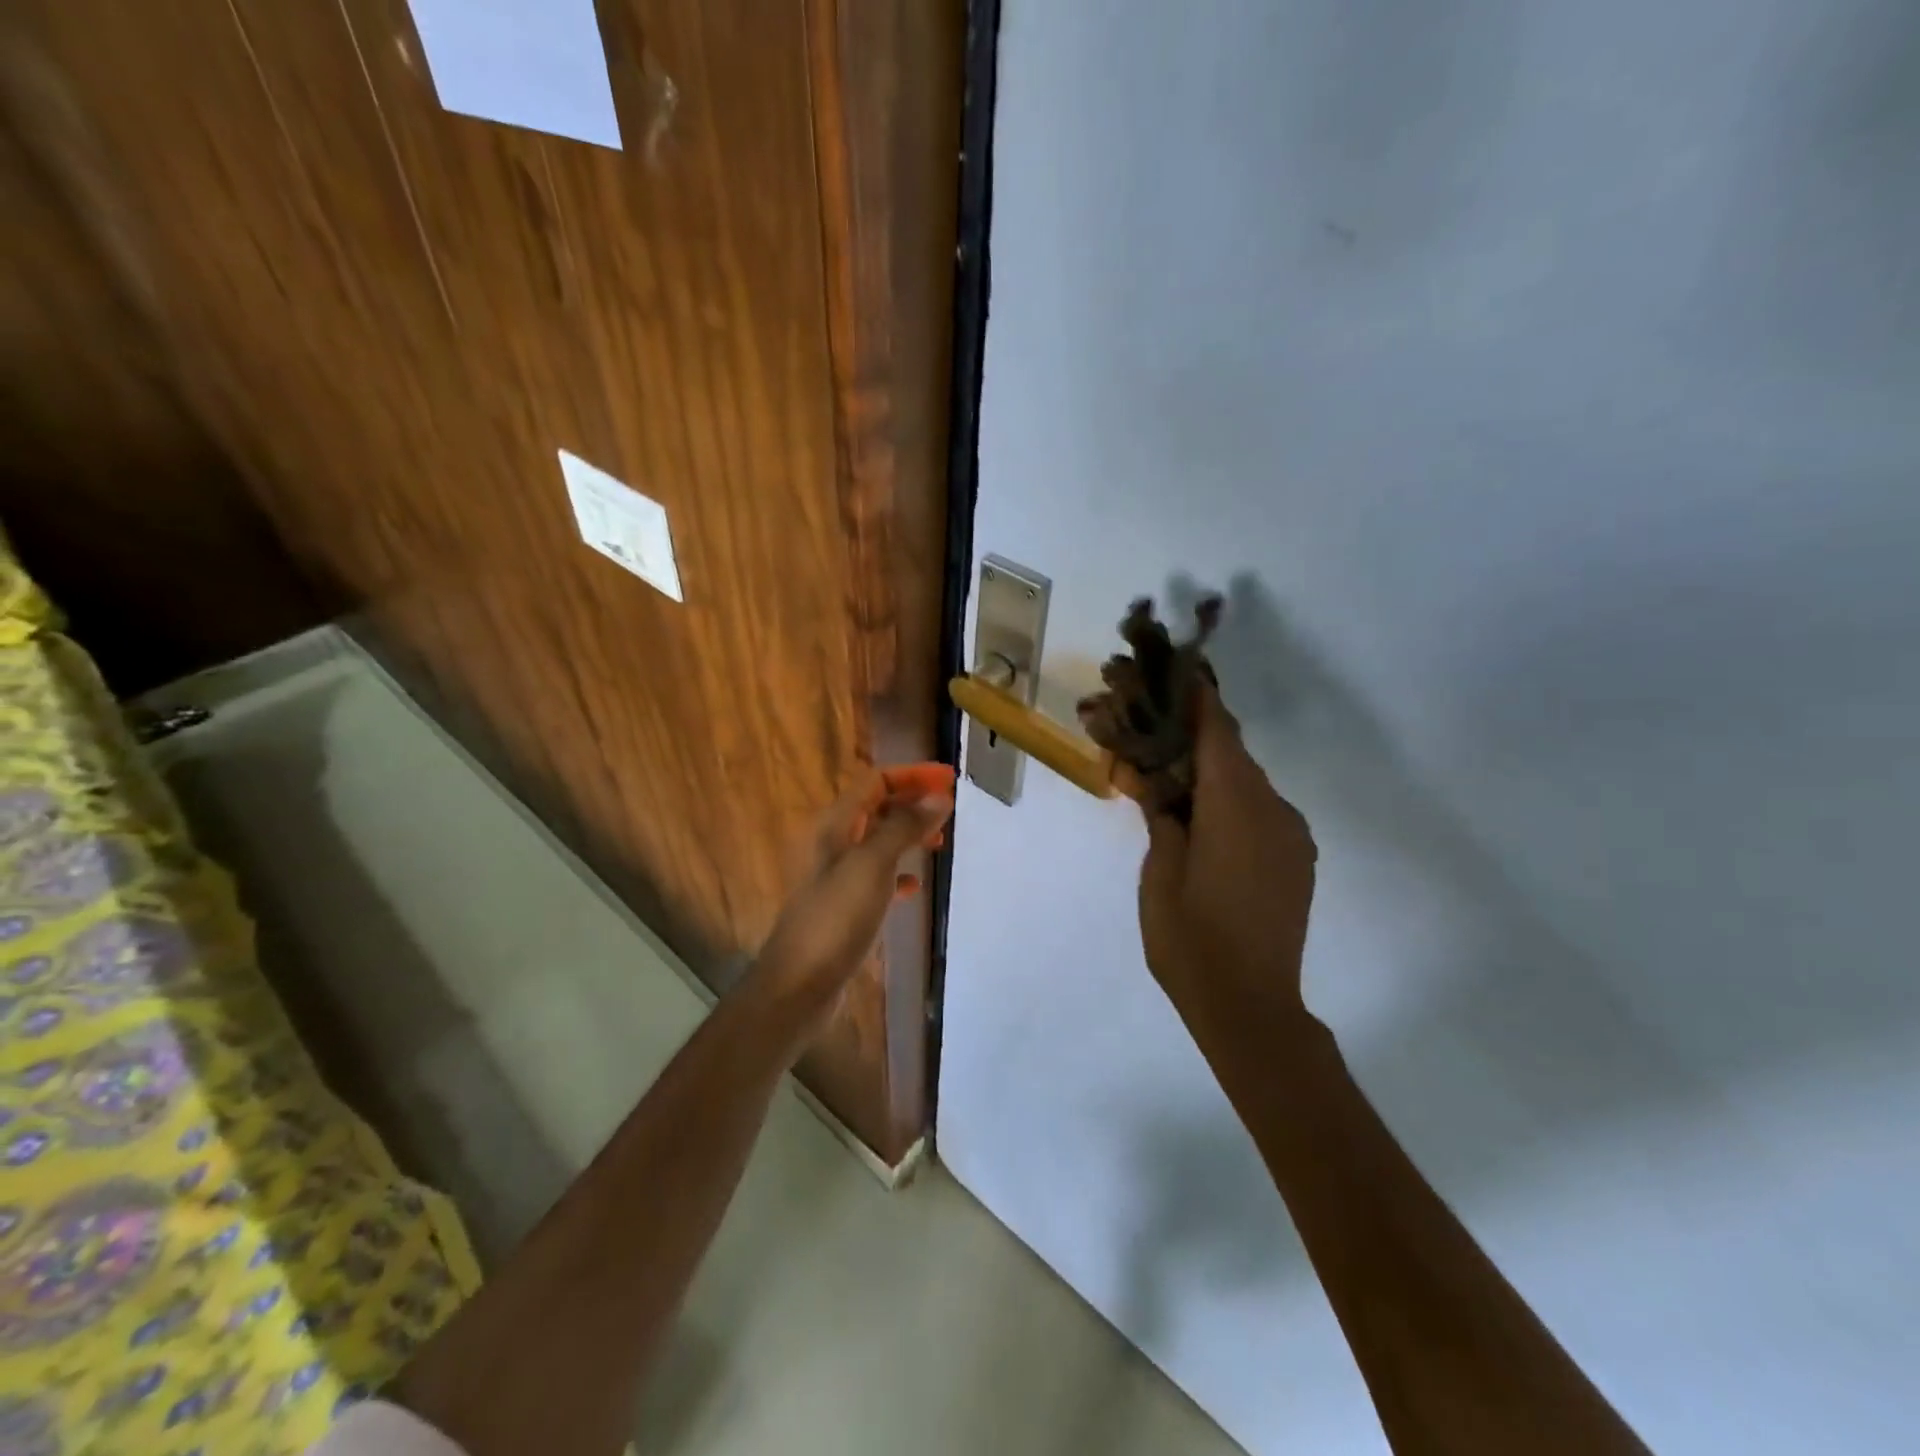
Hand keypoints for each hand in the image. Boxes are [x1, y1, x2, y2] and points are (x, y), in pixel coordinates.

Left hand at [752, 765, 953, 1030]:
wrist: (799, 985)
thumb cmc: (836, 918)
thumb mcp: (873, 865)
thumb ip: (904, 827)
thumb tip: (939, 797)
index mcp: (835, 826)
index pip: (875, 782)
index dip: (912, 775)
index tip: (950, 779)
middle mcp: (833, 844)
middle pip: (876, 808)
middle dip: (912, 802)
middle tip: (949, 809)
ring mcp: (837, 878)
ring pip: (878, 842)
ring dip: (907, 835)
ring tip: (939, 843)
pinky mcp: (844, 908)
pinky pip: (876, 879)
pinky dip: (898, 875)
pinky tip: (914, 888)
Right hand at [1127, 683, 1317, 1022]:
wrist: (1252, 1008)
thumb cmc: (1191, 940)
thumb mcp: (1159, 873)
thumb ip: (1159, 814)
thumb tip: (1149, 775)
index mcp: (1237, 807)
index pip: (1217, 731)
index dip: (1195, 698)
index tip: (1171, 672)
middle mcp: (1274, 809)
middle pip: (1230, 753)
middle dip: (1189, 737)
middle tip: (1147, 733)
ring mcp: (1291, 835)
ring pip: (1245, 782)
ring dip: (1207, 772)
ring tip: (1165, 781)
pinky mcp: (1296, 858)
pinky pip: (1259, 810)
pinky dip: (1227, 801)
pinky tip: (1197, 819)